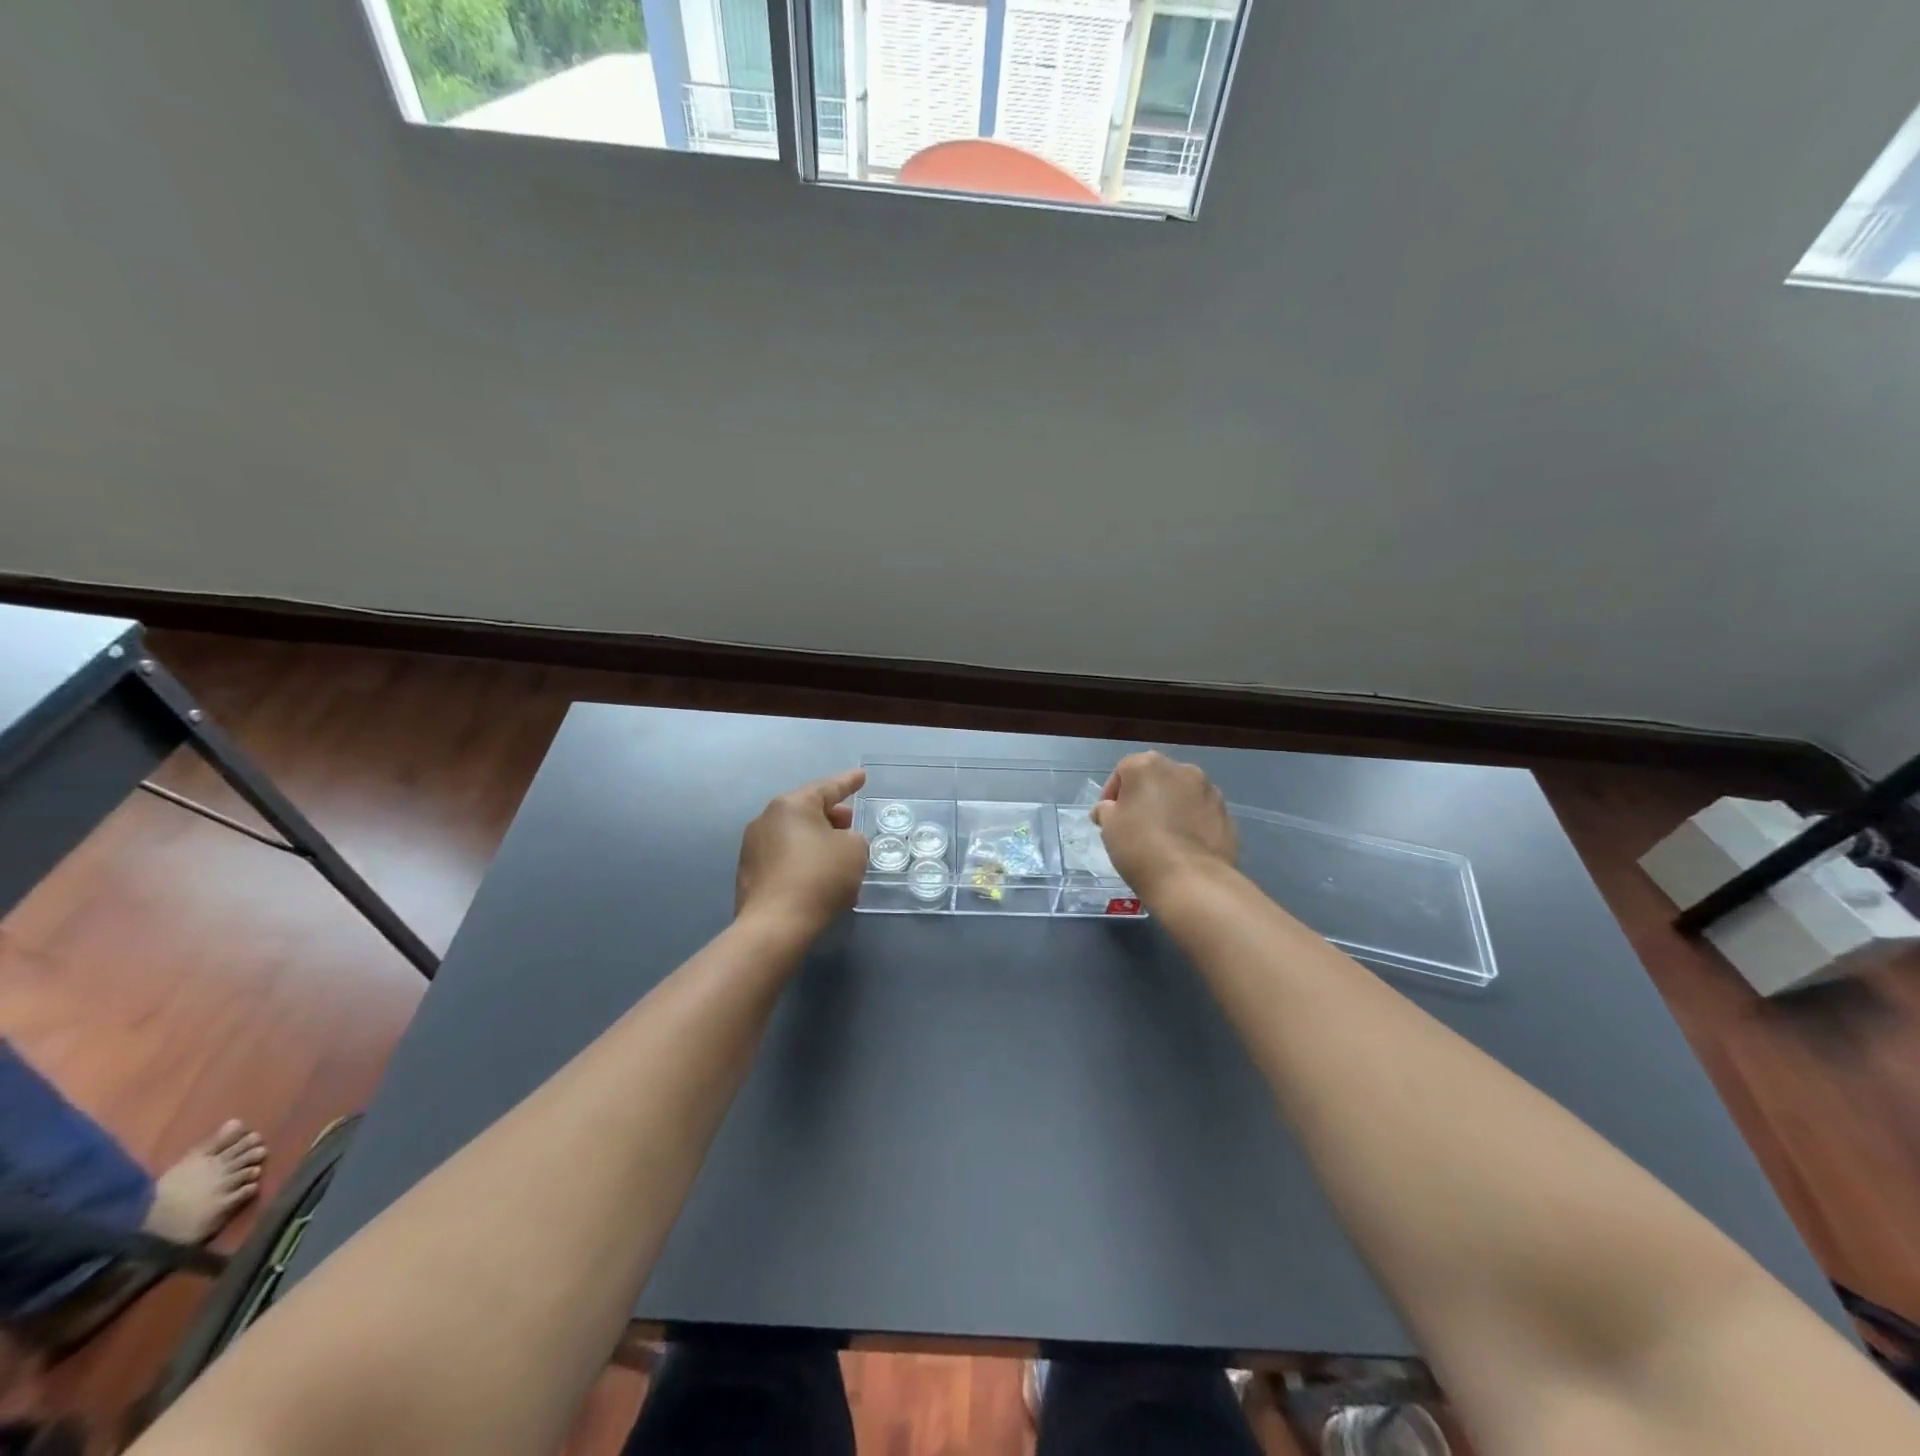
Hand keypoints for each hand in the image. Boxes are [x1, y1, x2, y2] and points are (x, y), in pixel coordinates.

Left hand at [736, 768, 869, 934]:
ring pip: (794, 836)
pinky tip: (818, 878)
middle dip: (832, 816)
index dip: (848, 782)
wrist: (775, 925)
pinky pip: (783, 858)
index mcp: (792, 805)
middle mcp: (766, 819)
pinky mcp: (748, 873)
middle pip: (806, 811)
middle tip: (851, 824)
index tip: (861, 776)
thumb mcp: (854, 850)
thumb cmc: (819, 877)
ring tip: (838, 856)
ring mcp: (752, 847)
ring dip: (817, 842)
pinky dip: (803, 861)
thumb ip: (853, 838)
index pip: (827, 787)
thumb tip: (839, 842)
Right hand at [1091, 752, 1235, 899]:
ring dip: (1171, 807)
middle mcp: (1182, 769)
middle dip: (1145, 796)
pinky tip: (1184, 846)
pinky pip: (1200, 813)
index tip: (1109, 817)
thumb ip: (1106, 810)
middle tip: (1135, 825)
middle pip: (1156, 778)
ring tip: (1163, 837)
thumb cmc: (1141, 847)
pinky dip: (1191, 822)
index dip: (1113, 793)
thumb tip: (1110, 809)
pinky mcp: (1226, 814)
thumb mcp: (1108, 828)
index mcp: (1148, 765)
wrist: (1192, 881)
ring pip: (1181, 794)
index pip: (1123, 770)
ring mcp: (1209, 791)